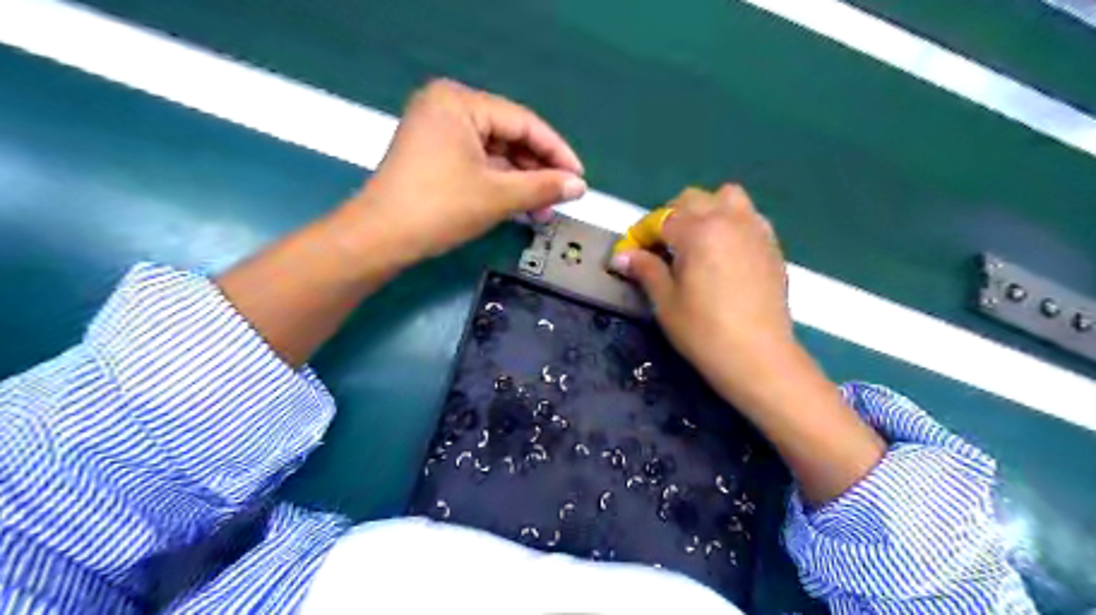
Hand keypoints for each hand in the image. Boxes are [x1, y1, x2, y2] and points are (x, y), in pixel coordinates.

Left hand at [350, 80, 589, 264]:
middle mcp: (448, 107)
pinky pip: (479, 164)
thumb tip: (580, 186)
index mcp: (459, 102)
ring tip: (544, 211)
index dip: (556, 152)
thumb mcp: (498, 196)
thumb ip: (543, 187)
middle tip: (562, 199)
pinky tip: (521, 206)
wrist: (381, 238)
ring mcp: (439, 132)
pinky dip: (500, 185)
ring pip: (495, 154)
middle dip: (538, 172)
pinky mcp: (435, 155)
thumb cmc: (439, 208)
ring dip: (522, 183)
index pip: (523, 122)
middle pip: (509, 137)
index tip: (579, 178)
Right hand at [613, 184, 884, 502]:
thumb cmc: (704, 331)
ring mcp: (755, 230)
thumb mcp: (666, 301)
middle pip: (693, 199)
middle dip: (671, 217)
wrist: (758, 357)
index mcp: (699, 230)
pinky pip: (748, 217)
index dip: (641, 234)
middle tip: (661, 248)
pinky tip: (723, 253)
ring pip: (727, 198)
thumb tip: (621, 256)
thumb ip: (645, 269)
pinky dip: (731, 223)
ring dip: (706, 211)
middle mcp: (729, 219)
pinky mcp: (771, 246)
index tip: (630, 254)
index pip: (661, 218)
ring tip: (696, 241)